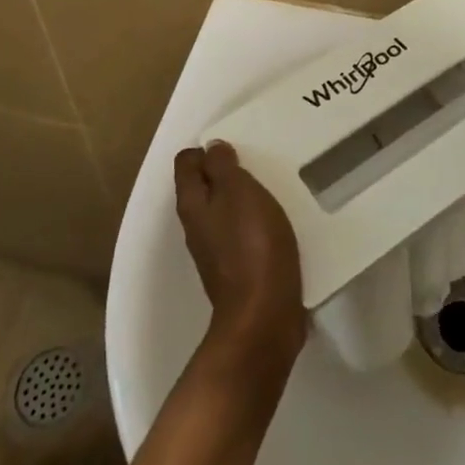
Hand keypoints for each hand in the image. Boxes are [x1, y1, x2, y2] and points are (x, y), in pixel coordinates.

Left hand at [174, 141, 306, 377]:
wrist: (264, 317)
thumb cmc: (251, 246)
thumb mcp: (239, 192)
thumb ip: (223, 166)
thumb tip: (211, 148)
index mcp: (193, 204)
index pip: (187, 163)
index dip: (207, 149)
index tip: (237, 147)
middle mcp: (197, 227)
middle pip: (205, 187)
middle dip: (227, 172)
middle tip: (258, 163)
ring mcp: (216, 251)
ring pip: (225, 211)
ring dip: (244, 198)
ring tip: (272, 188)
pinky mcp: (238, 271)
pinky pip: (243, 235)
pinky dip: (256, 223)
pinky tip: (278, 223)